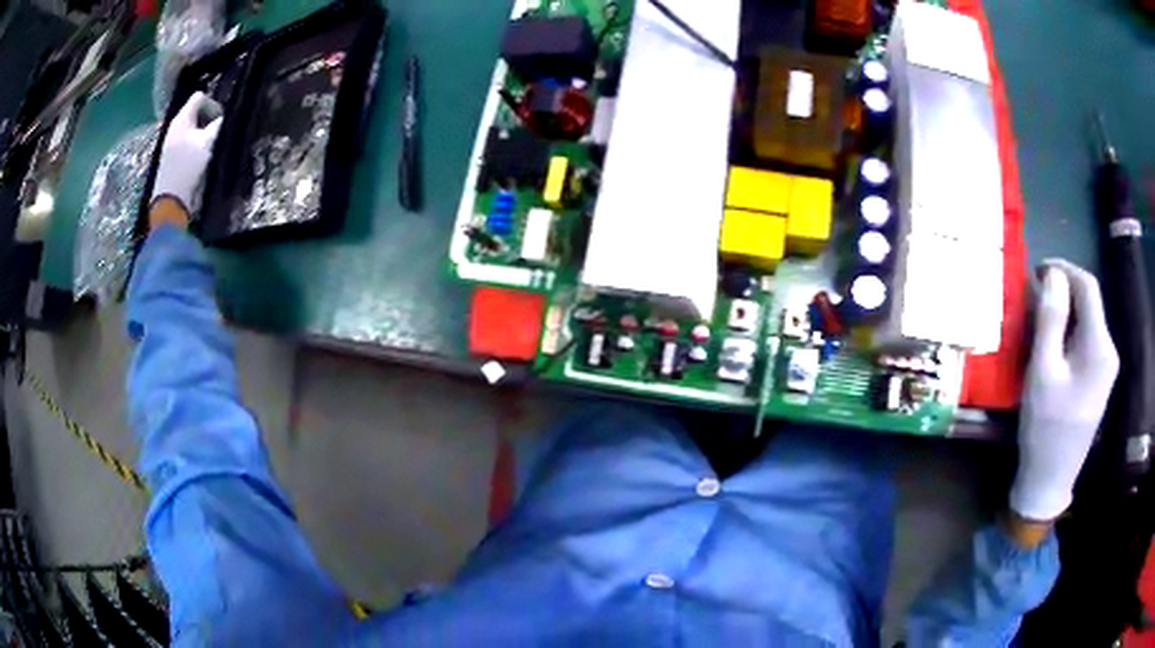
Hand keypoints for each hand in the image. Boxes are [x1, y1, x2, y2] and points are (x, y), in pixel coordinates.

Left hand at [151, 92, 222, 212]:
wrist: (170, 200)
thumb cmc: (188, 167)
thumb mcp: (208, 143)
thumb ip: (218, 126)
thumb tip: (224, 119)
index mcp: (181, 119)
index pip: (199, 97)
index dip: (213, 104)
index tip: (221, 120)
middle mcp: (174, 126)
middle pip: (195, 112)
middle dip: (208, 119)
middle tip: (217, 133)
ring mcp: (171, 142)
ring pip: (191, 127)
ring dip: (203, 133)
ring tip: (210, 146)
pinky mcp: (171, 157)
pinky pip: (186, 141)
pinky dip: (195, 144)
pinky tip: (200, 157)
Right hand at [1009, 260, 1119, 522]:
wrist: (1050, 480)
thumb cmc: (1046, 428)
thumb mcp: (1043, 372)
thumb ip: (1050, 320)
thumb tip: (1052, 276)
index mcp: (1099, 346)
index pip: (1088, 286)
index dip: (1064, 269)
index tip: (1037, 270)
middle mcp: (1108, 350)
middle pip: (1089, 303)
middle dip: (1062, 291)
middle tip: (1033, 296)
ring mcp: (1105, 368)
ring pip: (1086, 322)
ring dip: (1064, 312)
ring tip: (1038, 319)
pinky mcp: (1097, 380)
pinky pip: (1085, 341)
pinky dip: (1067, 332)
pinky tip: (1051, 344)